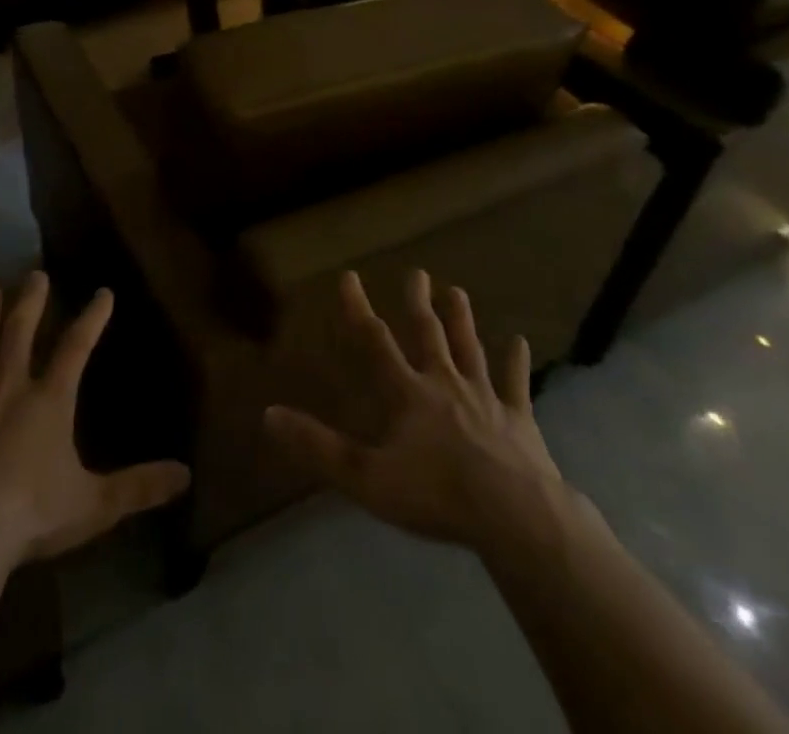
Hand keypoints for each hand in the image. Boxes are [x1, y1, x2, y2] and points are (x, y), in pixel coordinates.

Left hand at [0, 271, 190, 568]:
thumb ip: (139, 487)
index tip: (103, 292)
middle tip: (35, 274)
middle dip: (30, 303)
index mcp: (49, 402)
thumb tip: (187, 475)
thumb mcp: (94, 505)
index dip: (92, 318)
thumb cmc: (30, 517)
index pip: (76, 348)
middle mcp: (9, 390)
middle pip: (20, 334)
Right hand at [264, 269, 567, 554]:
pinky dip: (515, 362)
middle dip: (419, 303)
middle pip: (429, 335)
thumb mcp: (366, 477)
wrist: (514, 515)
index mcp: (408, 394)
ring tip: (457, 291)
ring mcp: (485, 397)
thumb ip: (318, 447)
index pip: (376, 342)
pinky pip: (515, 383)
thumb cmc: (437, 495)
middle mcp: (445, 383)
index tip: (349, 276)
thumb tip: (268, 415)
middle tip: (417, 272)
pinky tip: (520, 341)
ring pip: (470, 349)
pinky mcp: (518, 419)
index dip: (359, 309)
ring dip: (462, 320)